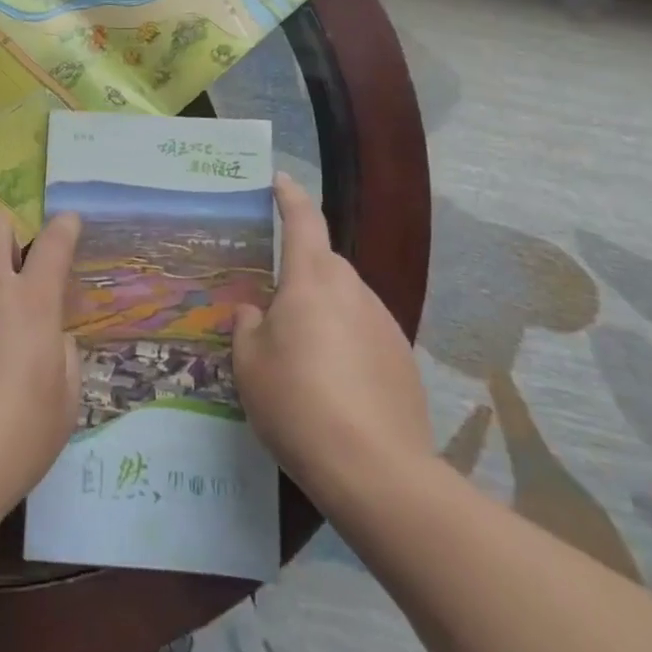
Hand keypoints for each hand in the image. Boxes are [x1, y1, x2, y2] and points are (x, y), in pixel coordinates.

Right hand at [232, 173, 431, 504]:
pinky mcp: (403, 359)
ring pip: (346, 299)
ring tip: (303, 352)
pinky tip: (335, 382)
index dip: (289, 196)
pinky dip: (347, 341)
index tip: (279, 179)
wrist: (376, 472)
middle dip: (301, 270)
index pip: (303, 219)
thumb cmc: (298, 403)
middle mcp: (352, 290)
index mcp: (312, 279)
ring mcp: (384, 323)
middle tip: (275, 300)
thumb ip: (249, 327)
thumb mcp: (250, 364)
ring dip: (324, 309)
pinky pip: (365, 332)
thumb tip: (255, 313)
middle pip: (324, 262)